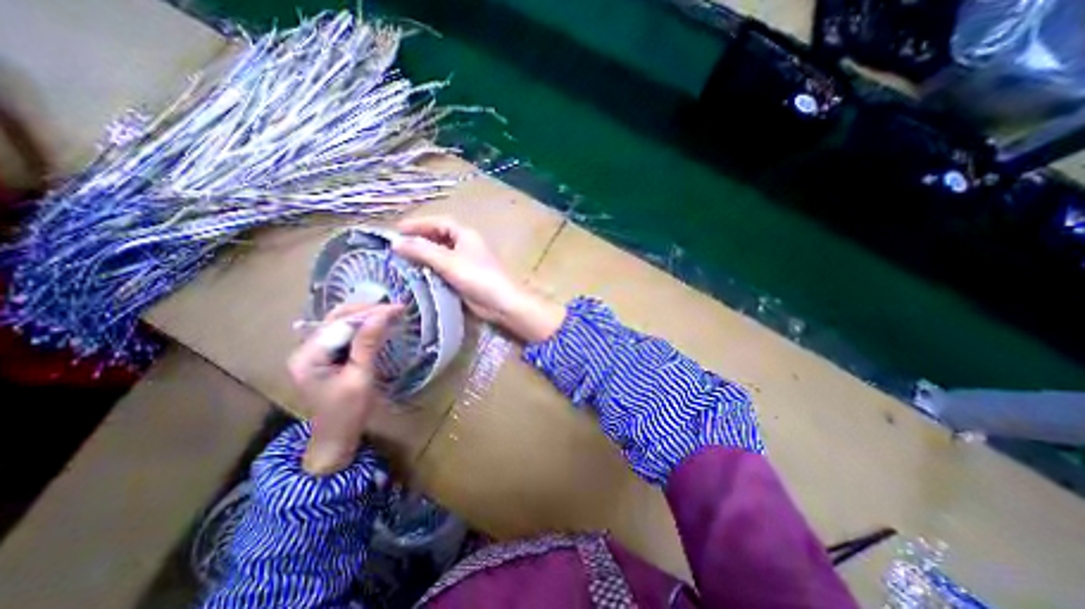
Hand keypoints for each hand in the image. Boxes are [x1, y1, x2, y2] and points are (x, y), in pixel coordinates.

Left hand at [288, 303, 401, 474]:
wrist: (337, 438)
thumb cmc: (348, 412)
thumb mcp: (361, 377)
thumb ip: (368, 344)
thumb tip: (383, 314)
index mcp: (308, 357)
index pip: (341, 324)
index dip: (369, 313)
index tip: (397, 308)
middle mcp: (306, 349)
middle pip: (337, 319)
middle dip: (367, 311)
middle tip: (396, 308)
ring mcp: (314, 352)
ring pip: (341, 324)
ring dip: (366, 316)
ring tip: (391, 312)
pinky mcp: (325, 357)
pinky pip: (344, 334)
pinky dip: (362, 327)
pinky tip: (378, 325)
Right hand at [392, 216, 564, 341]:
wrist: (501, 303)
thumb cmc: (478, 277)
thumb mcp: (448, 262)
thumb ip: (423, 251)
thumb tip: (396, 243)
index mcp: (465, 235)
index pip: (439, 222)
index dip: (419, 224)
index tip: (397, 230)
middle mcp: (466, 246)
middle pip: (439, 238)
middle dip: (420, 240)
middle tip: (398, 247)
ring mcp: (466, 263)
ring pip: (441, 255)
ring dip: (424, 256)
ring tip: (402, 261)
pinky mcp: (465, 279)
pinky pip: (444, 270)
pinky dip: (431, 270)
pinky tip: (417, 276)